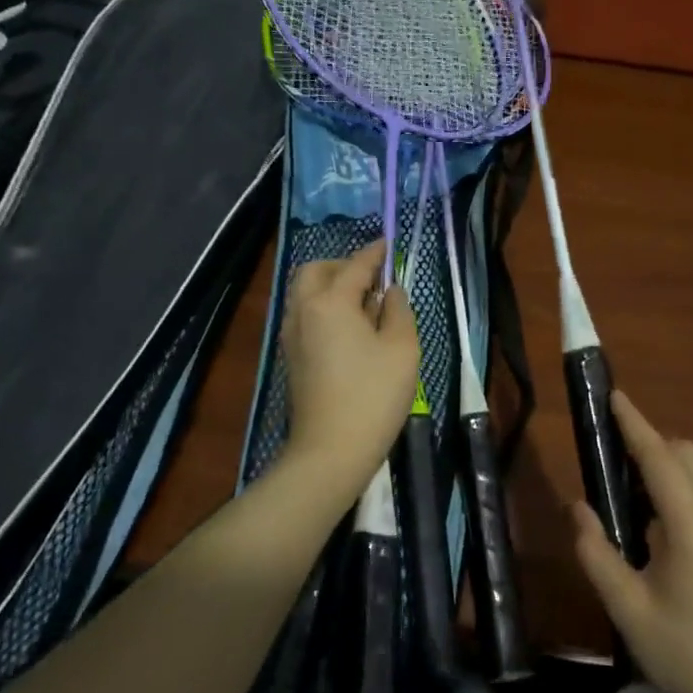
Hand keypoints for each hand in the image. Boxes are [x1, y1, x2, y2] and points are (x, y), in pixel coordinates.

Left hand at [279, 241, 419, 502]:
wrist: (331, 450)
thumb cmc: (373, 395)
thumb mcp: (402, 348)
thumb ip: (399, 310)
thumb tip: (390, 292)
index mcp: (330, 302)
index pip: (354, 266)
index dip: (374, 252)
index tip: (388, 243)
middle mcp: (303, 311)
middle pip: (315, 271)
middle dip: (342, 265)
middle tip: (372, 278)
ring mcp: (291, 335)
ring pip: (305, 293)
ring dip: (330, 286)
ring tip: (364, 305)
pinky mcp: (291, 357)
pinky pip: (304, 315)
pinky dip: (323, 308)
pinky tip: (349, 329)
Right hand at [572, 393, 692, 692]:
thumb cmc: (683, 651)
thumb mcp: (626, 608)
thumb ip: (596, 552)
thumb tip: (576, 506)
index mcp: (691, 526)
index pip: (659, 458)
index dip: (635, 424)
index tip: (615, 396)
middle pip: (686, 455)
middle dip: (651, 444)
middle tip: (613, 462)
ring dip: (668, 466)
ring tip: (634, 498)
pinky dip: (684, 488)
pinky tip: (664, 529)